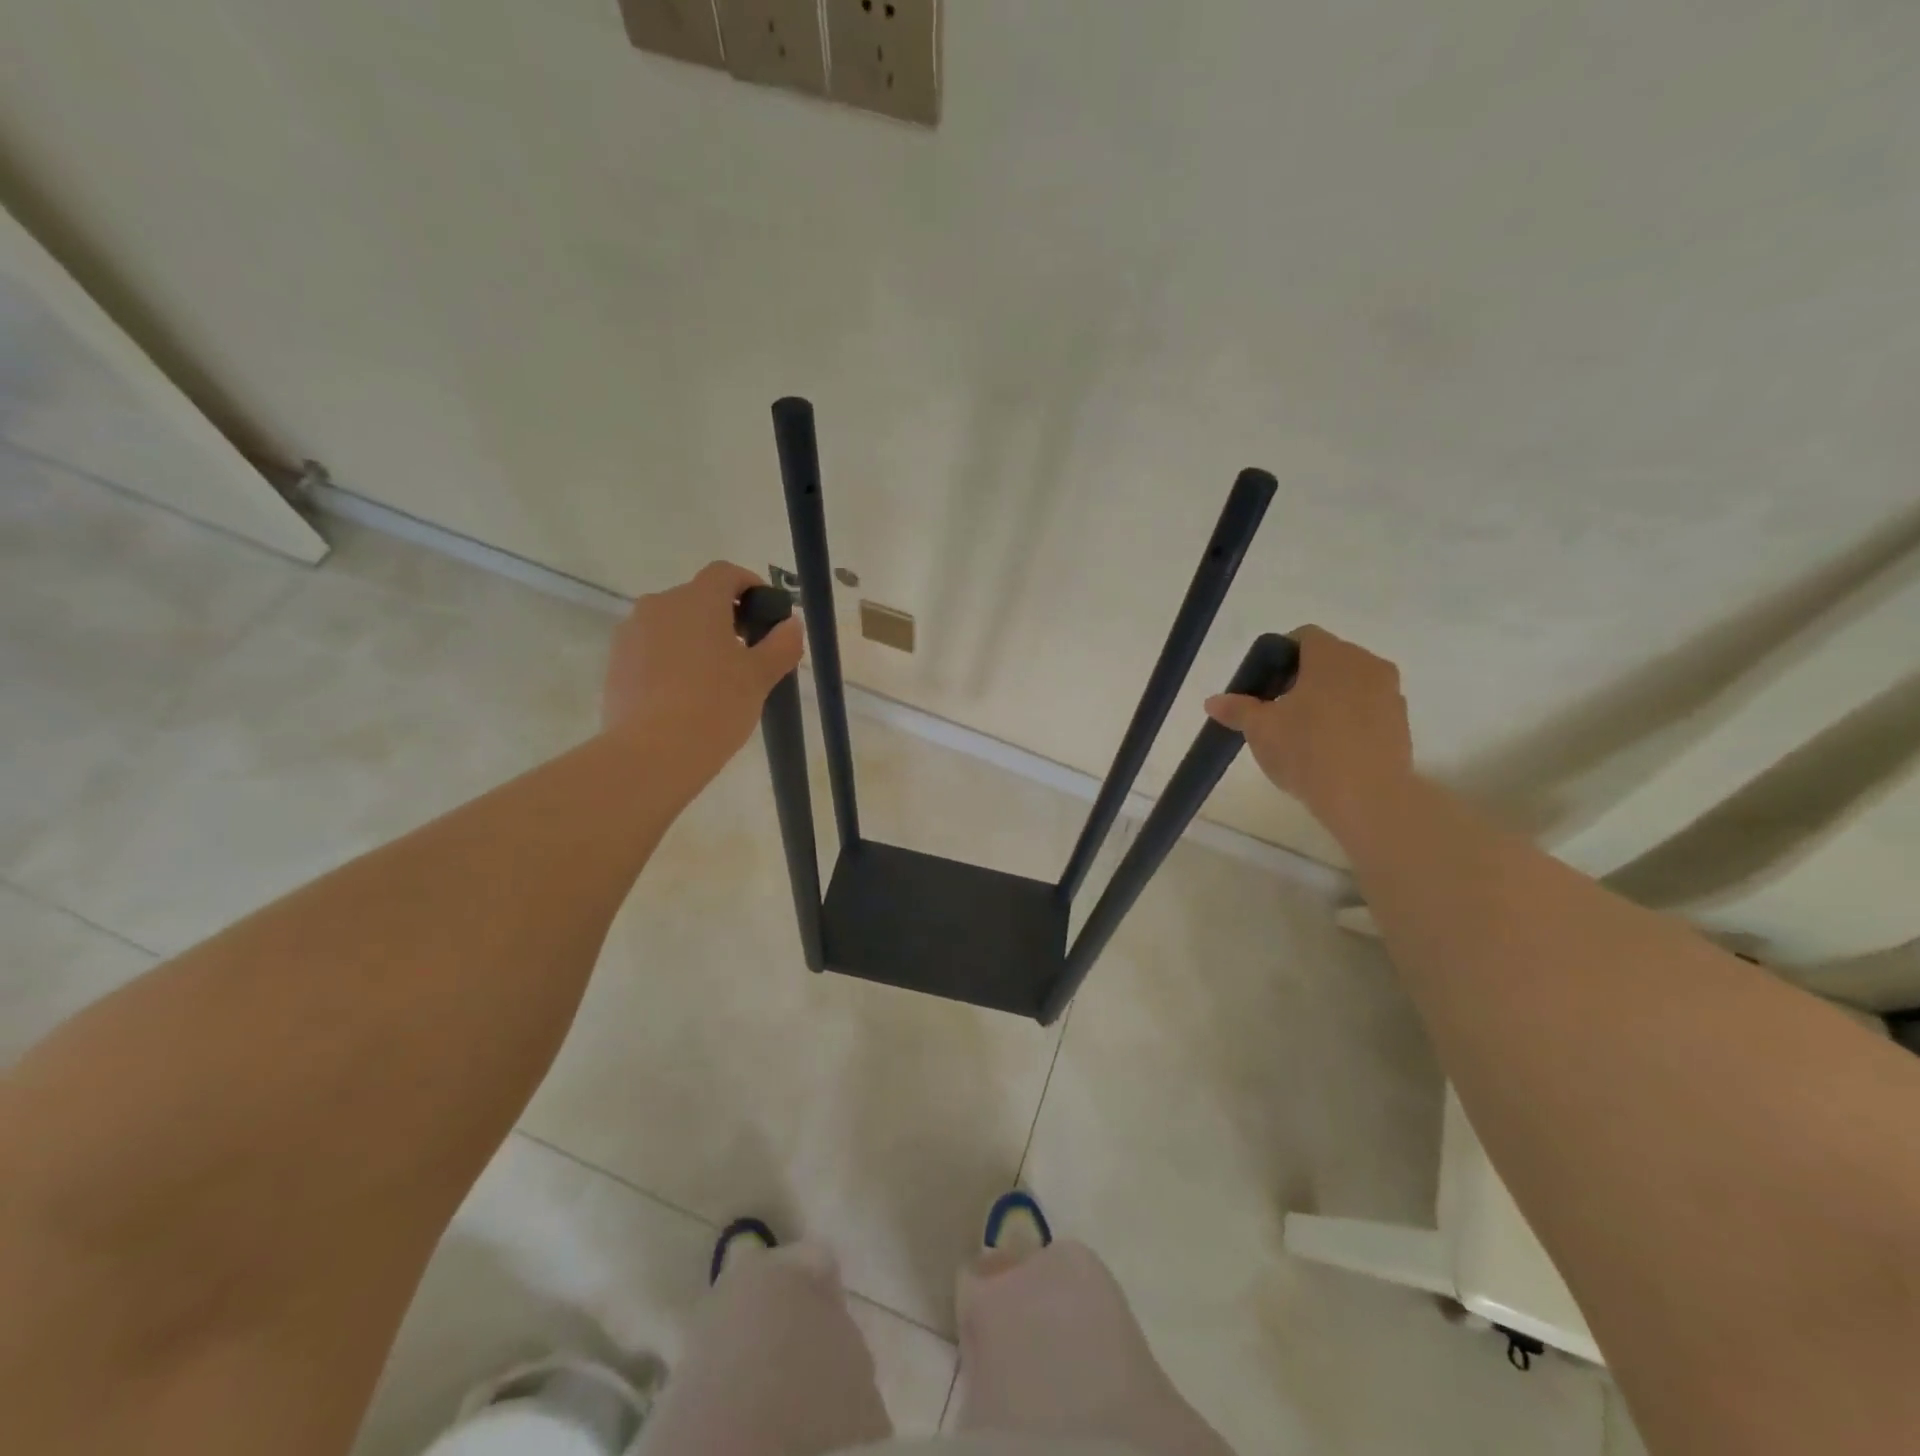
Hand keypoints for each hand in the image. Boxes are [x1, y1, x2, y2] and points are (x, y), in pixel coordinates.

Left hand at [602, 562, 803, 786]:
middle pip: (696, 599)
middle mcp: (659, 605)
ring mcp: (631, 634)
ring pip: (671, 625)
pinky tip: (684, 696)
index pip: (725, 573)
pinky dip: (671, 661)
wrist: (653, 752)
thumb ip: (781, 644)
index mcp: (697, 600)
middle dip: (723, 618)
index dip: (748, 585)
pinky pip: (651, 650)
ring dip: (694, 639)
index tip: (764, 612)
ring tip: (714, 679)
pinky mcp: (616, 663)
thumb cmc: (716, 705)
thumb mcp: (760, 676)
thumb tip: (792, 624)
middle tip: (746, 653)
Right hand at [1204, 625, 1413, 837]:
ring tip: (1303, 735)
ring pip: (1350, 686)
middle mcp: (1367, 665)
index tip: (1263, 685)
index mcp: (1332, 656)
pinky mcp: (1402, 724)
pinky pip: (1368, 711)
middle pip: (1328, 660)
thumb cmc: (1308, 751)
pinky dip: (1348, 721)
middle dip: (1302, 680)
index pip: (1303, 637)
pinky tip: (1330, 751)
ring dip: (1327, 700)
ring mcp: (1390, 694)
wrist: (1368, 798)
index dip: (1278, 656)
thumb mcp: (1260, 730)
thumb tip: (1213, 701)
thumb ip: (1238, 709)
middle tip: (1277, 711)